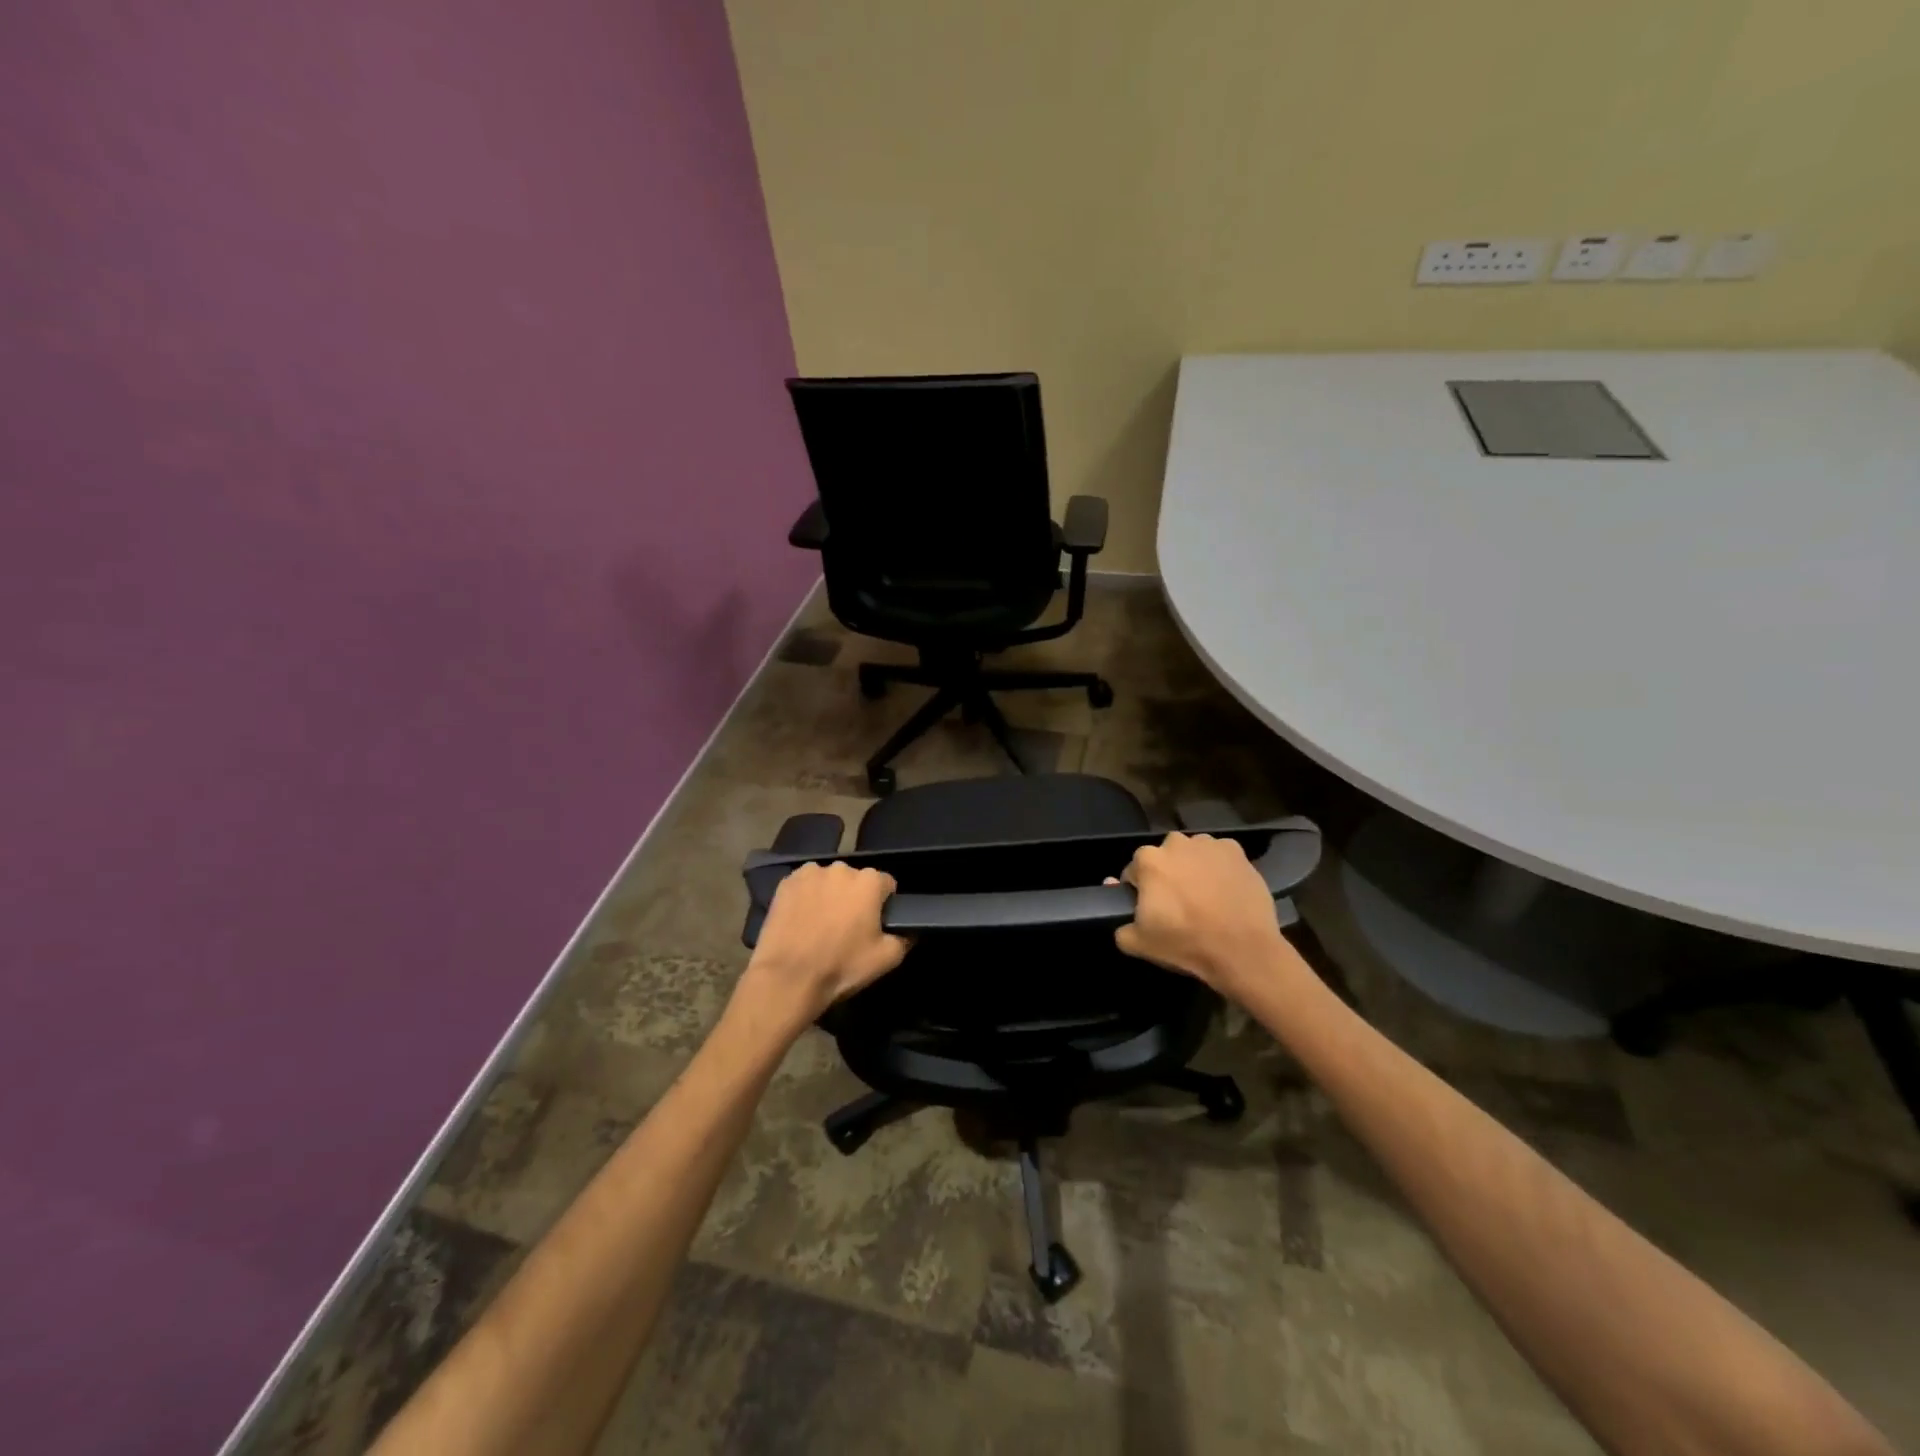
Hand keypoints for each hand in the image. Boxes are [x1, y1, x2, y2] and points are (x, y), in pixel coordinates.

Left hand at [735, 862, 908, 1034]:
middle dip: (855, 898)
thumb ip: (905, 937)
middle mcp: (841, 868)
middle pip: (856, 880)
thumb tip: (910, 929)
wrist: (788, 978)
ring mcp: (810, 872)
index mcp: (869, 881)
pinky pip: (805, 885)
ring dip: (830, 895)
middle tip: (847, 927)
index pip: (887, 885)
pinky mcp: (786, 882)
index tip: (875, 925)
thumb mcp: (886, 959)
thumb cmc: (841, 966)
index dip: (884, 905)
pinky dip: (806, 897)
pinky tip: (802, 919)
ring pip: (829, 881)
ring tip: (821, 924)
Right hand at [1114, 833, 1290, 999]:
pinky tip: (1225, 891)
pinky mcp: (1236, 851)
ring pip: (1192, 854)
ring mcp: (1208, 844)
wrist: (1243, 950)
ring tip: (1205, 898)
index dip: (1141, 891)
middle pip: (1164, 858)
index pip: (1134, 871)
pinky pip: (1219, 857)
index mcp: (1148, 860)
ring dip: (1193, 868)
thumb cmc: (1186, 943)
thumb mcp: (1139, 944)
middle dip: (1167, 875)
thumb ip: (1120, 923)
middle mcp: (1176, 843)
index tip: (1152, 910)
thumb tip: (1115, 895)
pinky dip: (1219, 869)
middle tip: (1179, 904)